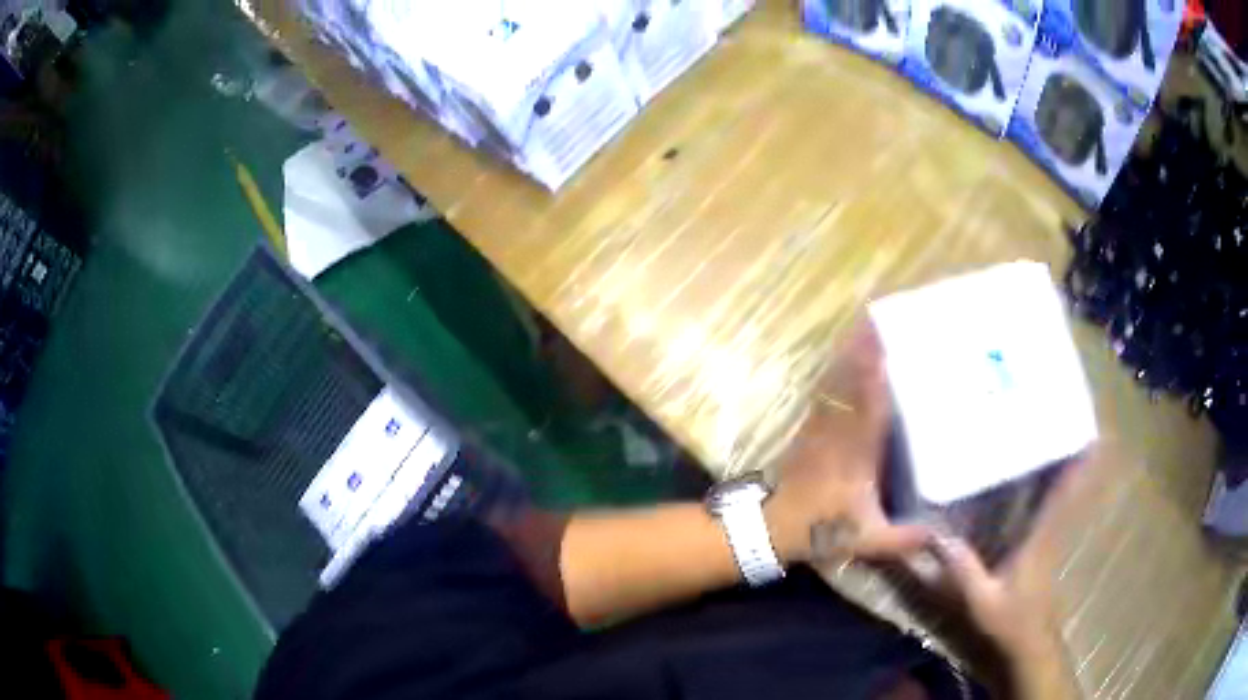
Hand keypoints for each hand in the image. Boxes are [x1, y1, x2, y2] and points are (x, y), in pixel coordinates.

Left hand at [764, 324, 929, 564]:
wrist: (771, 527)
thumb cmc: (821, 529)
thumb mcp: (867, 540)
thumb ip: (904, 539)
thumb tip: (941, 537)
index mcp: (856, 451)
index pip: (869, 403)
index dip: (877, 371)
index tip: (887, 341)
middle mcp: (838, 430)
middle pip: (850, 381)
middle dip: (863, 349)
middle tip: (877, 318)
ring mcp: (819, 428)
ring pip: (834, 383)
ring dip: (847, 355)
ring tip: (862, 328)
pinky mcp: (808, 431)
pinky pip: (823, 394)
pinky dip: (834, 373)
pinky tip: (842, 360)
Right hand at [922, 458, 1092, 699]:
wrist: (1029, 647)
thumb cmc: (1009, 623)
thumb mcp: (982, 602)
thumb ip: (964, 572)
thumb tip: (939, 538)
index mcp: (1039, 542)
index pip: (1060, 498)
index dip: (1074, 467)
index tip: (1086, 436)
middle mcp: (1050, 535)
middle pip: (1067, 491)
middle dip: (1076, 460)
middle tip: (1077, 426)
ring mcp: (1050, 544)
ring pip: (1064, 501)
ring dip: (1070, 474)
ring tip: (1067, 443)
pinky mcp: (1045, 553)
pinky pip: (1055, 514)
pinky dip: (1059, 494)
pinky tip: (1049, 484)